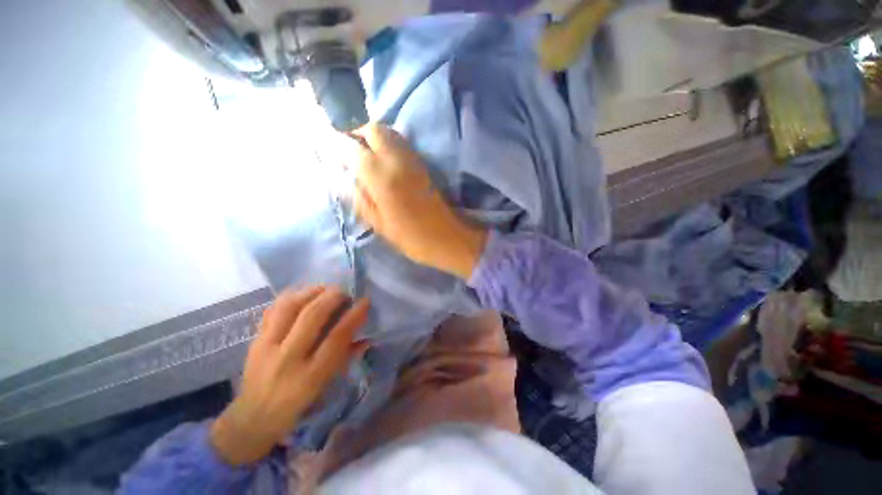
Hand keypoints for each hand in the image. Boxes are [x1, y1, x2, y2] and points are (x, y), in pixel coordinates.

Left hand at [210, 287, 369, 465]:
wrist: (252, 418)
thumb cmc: (297, 404)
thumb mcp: (326, 386)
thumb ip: (346, 358)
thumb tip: (366, 337)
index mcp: (311, 376)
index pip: (337, 337)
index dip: (354, 315)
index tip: (365, 301)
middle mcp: (288, 359)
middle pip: (311, 317)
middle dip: (332, 297)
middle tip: (344, 291)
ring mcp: (267, 348)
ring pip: (288, 308)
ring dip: (310, 292)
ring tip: (324, 288)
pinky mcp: (254, 340)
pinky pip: (272, 310)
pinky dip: (290, 296)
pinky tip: (302, 293)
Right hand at [350, 123, 487, 279]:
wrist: (447, 237)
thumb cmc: (411, 237)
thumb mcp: (378, 223)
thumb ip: (359, 197)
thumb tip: (344, 177)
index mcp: (381, 177)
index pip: (353, 148)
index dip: (338, 144)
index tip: (328, 147)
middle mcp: (397, 160)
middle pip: (374, 130)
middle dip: (358, 133)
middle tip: (349, 150)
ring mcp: (413, 160)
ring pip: (390, 133)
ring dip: (374, 136)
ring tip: (364, 153)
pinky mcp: (423, 165)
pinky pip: (402, 143)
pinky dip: (388, 143)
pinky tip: (383, 159)